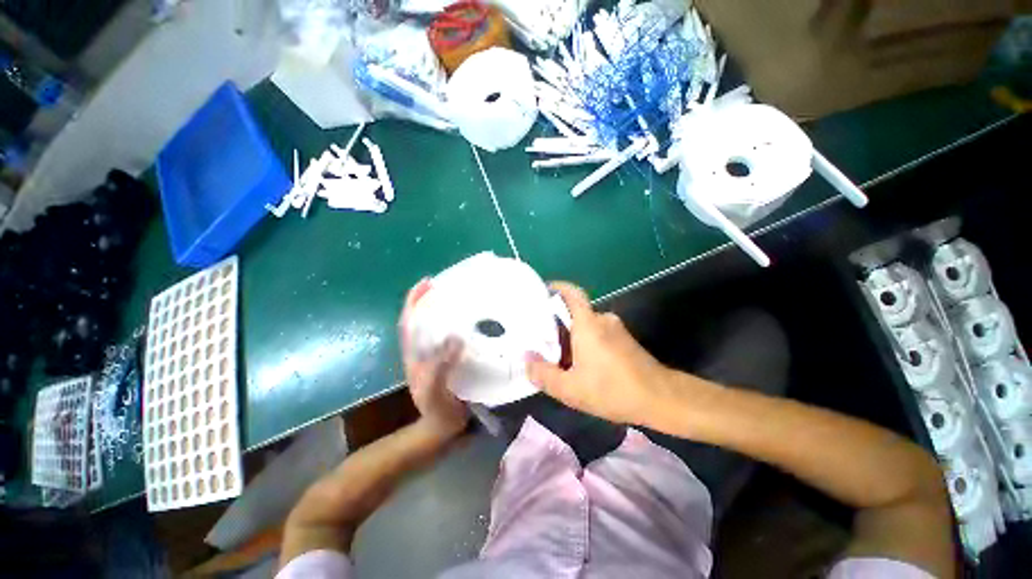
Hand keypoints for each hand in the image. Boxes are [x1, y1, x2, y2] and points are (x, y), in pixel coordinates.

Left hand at [400, 279, 468, 438]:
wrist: (442, 429)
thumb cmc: (436, 411)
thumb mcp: (434, 389)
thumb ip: (441, 366)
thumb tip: (456, 338)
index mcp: (414, 354)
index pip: (409, 321)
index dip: (414, 301)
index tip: (426, 282)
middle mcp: (422, 351)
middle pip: (421, 319)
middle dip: (429, 299)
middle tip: (449, 284)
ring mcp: (434, 356)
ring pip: (435, 327)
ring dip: (443, 310)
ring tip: (461, 297)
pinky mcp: (448, 360)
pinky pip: (450, 337)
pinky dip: (457, 325)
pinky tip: (473, 322)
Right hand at [525, 283, 675, 425]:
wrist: (662, 399)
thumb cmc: (613, 390)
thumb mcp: (571, 389)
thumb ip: (543, 374)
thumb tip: (526, 359)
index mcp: (588, 323)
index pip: (571, 293)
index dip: (556, 288)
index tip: (541, 292)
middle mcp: (602, 319)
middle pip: (574, 313)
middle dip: (556, 324)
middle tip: (539, 339)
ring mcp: (615, 329)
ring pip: (585, 326)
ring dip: (570, 338)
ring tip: (555, 357)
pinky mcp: (623, 340)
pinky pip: (596, 334)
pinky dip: (583, 344)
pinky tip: (579, 366)